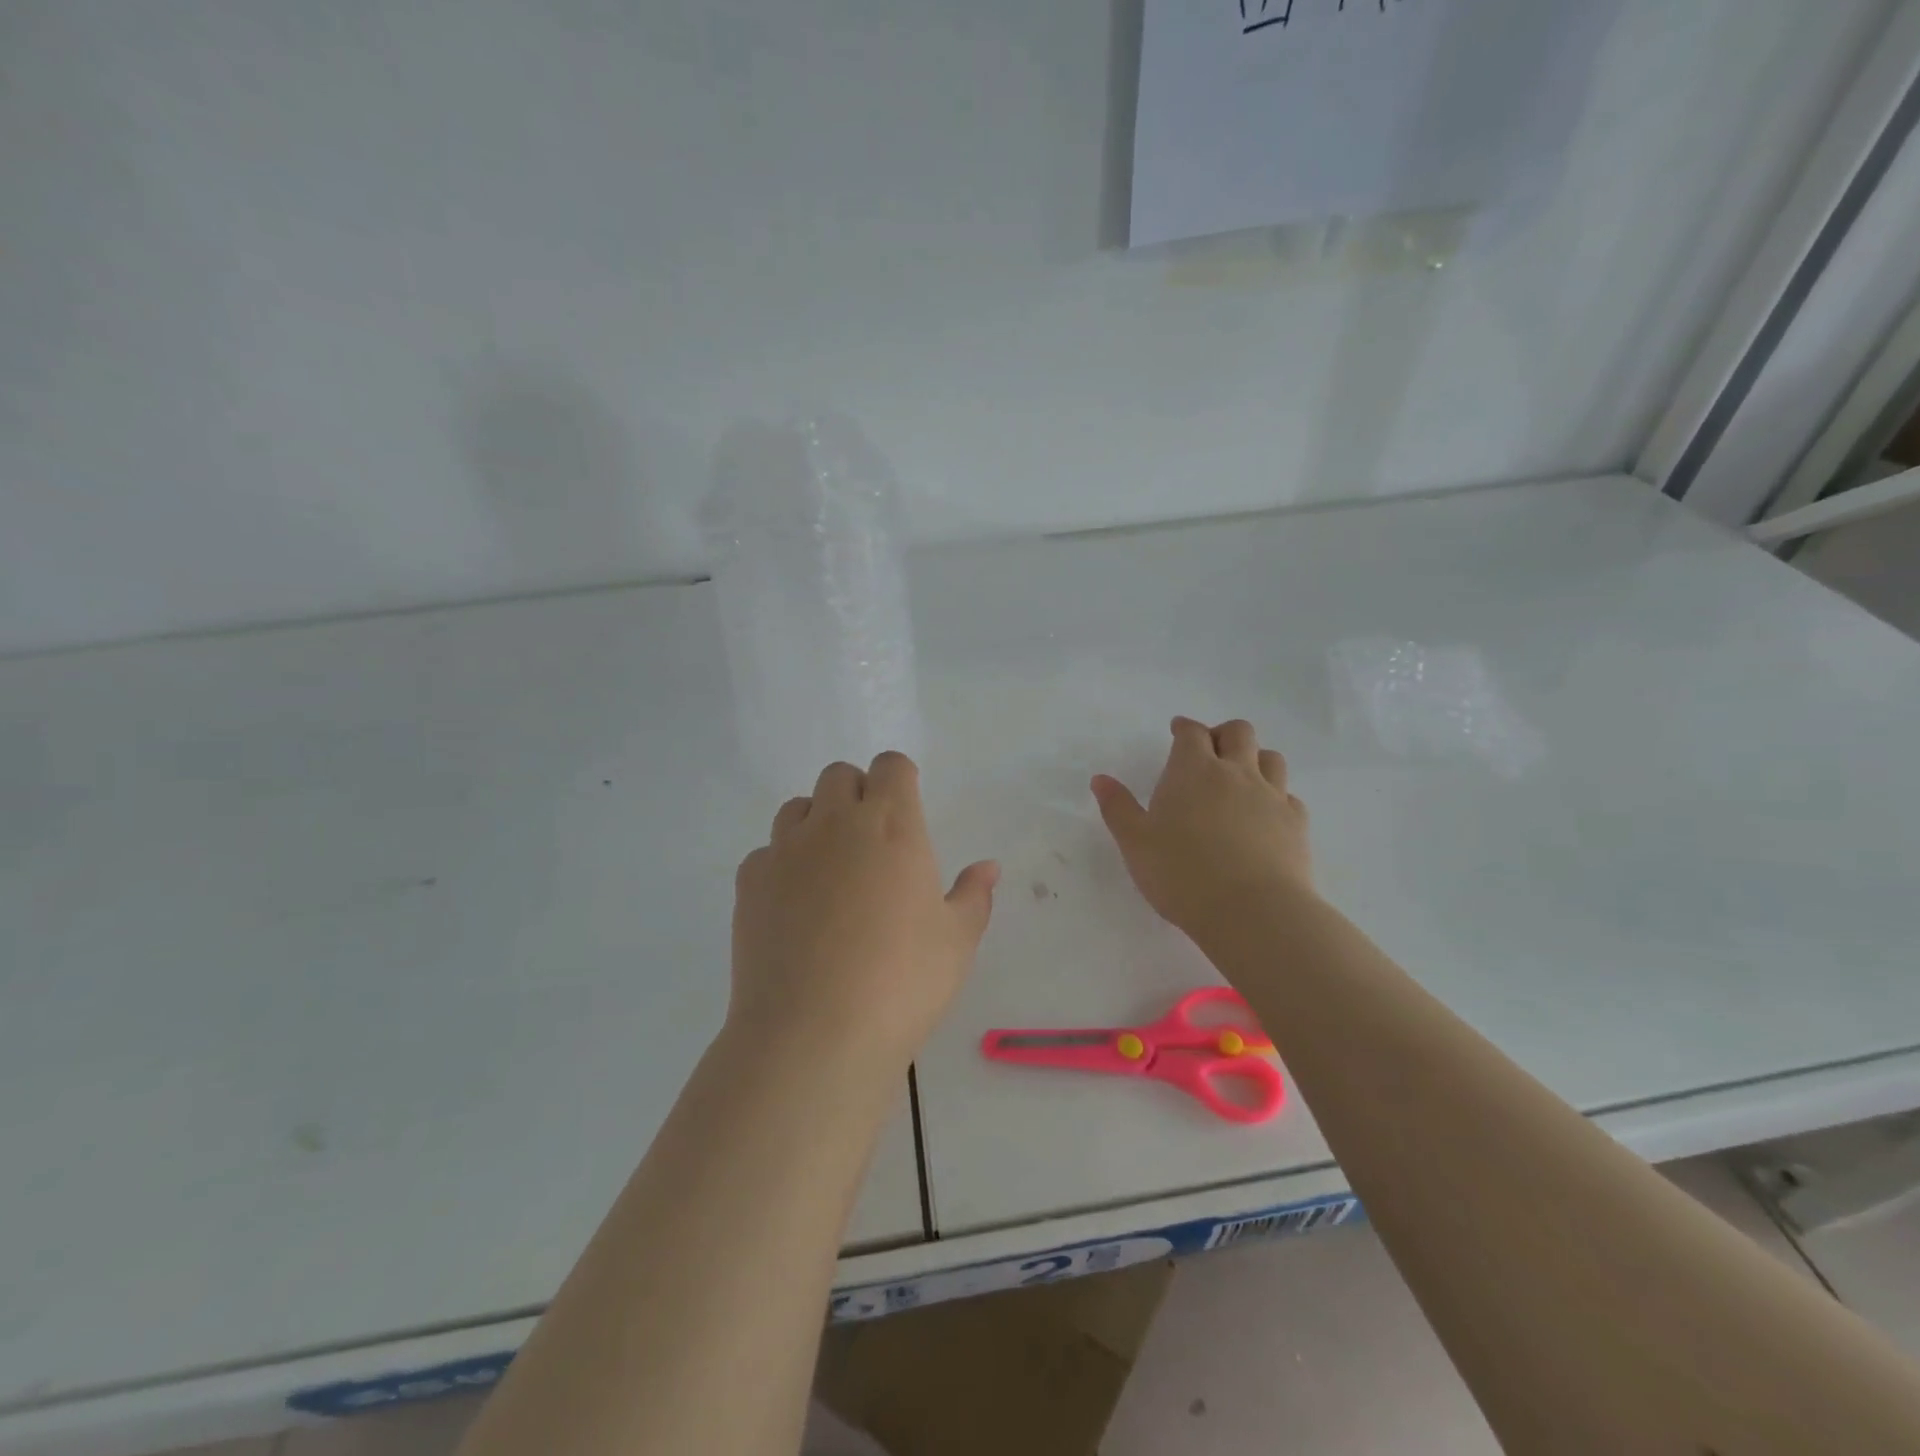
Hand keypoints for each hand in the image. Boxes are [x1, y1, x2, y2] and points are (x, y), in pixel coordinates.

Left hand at [729, 752, 998, 1068]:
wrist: (813, 1035)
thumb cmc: (901, 983)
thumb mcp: (956, 942)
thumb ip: (973, 896)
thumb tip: (988, 867)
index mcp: (892, 825)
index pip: (891, 766)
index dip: (899, 778)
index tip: (906, 807)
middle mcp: (835, 823)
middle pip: (839, 775)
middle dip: (857, 793)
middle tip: (872, 841)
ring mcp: (785, 850)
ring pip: (798, 807)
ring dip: (817, 822)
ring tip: (831, 870)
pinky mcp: (749, 883)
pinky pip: (766, 852)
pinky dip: (782, 865)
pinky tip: (794, 907)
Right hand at [1091, 717, 1313, 935]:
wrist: (1253, 912)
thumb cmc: (1182, 874)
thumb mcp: (1135, 843)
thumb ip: (1118, 808)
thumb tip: (1101, 779)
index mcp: (1193, 771)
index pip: (1192, 733)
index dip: (1184, 728)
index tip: (1178, 730)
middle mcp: (1236, 773)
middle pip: (1238, 732)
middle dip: (1222, 733)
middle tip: (1210, 750)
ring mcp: (1272, 796)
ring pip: (1271, 758)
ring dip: (1255, 758)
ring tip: (1241, 776)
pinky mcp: (1297, 824)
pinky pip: (1289, 795)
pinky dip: (1277, 795)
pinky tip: (1266, 813)